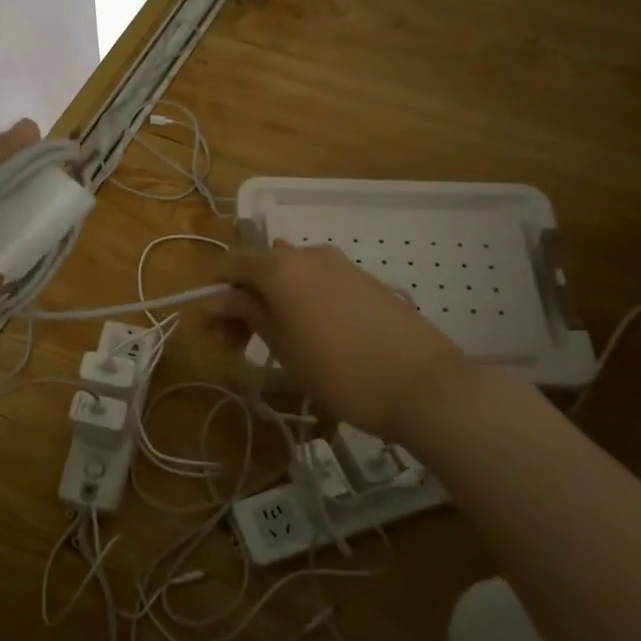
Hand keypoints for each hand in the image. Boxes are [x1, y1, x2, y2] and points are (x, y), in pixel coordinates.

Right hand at [209, 242, 468, 440]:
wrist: (426, 385)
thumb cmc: (340, 371)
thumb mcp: (283, 346)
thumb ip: (247, 313)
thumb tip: (215, 298)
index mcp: (280, 267)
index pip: (230, 265)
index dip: (215, 295)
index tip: (214, 332)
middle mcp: (308, 254)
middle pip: (260, 267)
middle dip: (242, 300)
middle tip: (238, 345)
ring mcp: (341, 264)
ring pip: (290, 274)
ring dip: (271, 299)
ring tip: (275, 342)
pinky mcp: (365, 280)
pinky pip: (318, 281)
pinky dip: (301, 300)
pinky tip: (311, 336)